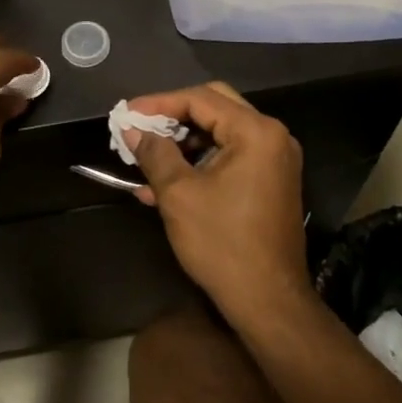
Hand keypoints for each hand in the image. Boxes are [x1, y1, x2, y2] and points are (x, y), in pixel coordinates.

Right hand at [124, 83, 309, 325]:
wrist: (269, 302)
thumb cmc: (223, 243)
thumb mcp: (179, 194)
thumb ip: (155, 153)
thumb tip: (132, 130)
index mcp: (256, 132)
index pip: (201, 99)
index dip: (159, 103)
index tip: (127, 114)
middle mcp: (272, 137)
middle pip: (214, 107)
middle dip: (172, 116)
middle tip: (139, 127)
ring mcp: (274, 160)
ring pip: (220, 133)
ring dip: (182, 142)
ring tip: (145, 157)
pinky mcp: (270, 182)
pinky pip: (229, 157)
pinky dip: (199, 163)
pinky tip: (163, 183)